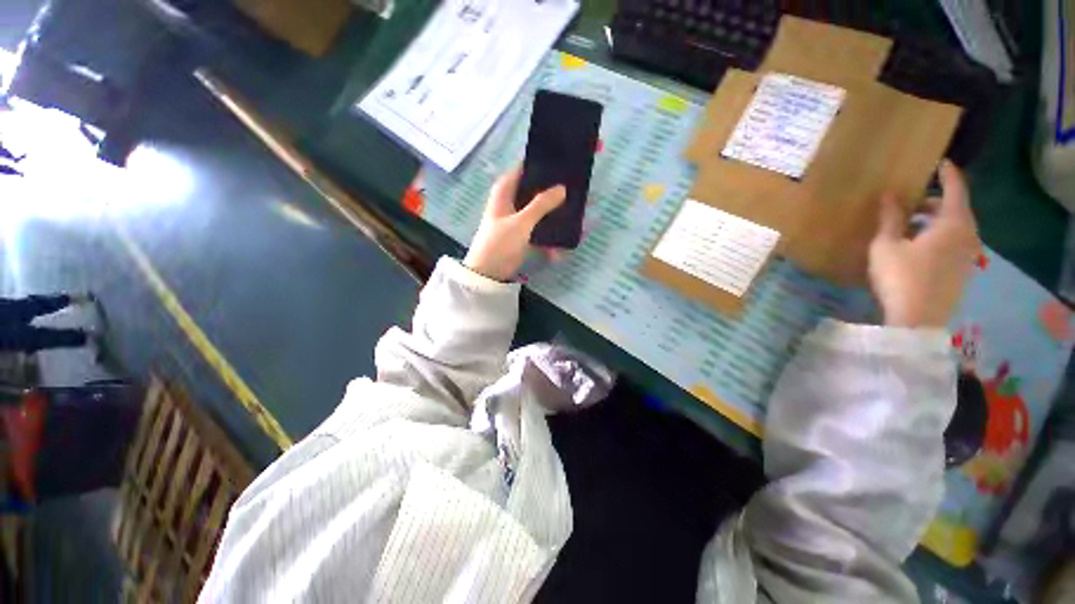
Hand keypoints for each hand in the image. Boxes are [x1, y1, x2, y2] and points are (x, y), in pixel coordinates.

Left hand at [464, 168, 565, 280]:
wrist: (488, 273)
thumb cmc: (500, 243)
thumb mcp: (521, 222)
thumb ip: (541, 204)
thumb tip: (562, 188)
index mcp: (505, 191)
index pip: (524, 169)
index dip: (541, 166)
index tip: (563, 164)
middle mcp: (511, 201)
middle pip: (535, 190)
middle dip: (553, 192)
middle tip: (576, 190)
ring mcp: (517, 218)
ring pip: (539, 210)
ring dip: (554, 215)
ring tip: (576, 214)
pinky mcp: (522, 234)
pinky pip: (539, 229)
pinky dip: (549, 235)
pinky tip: (562, 244)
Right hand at [868, 160, 979, 327]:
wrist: (917, 321)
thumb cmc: (900, 278)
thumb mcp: (887, 245)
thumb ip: (891, 218)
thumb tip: (890, 194)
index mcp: (954, 223)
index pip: (956, 189)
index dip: (948, 174)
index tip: (940, 162)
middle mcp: (968, 235)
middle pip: (956, 209)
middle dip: (934, 202)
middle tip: (910, 202)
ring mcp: (968, 255)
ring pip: (956, 227)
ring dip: (935, 221)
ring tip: (909, 226)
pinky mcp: (962, 270)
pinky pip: (955, 242)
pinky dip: (939, 236)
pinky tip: (917, 246)